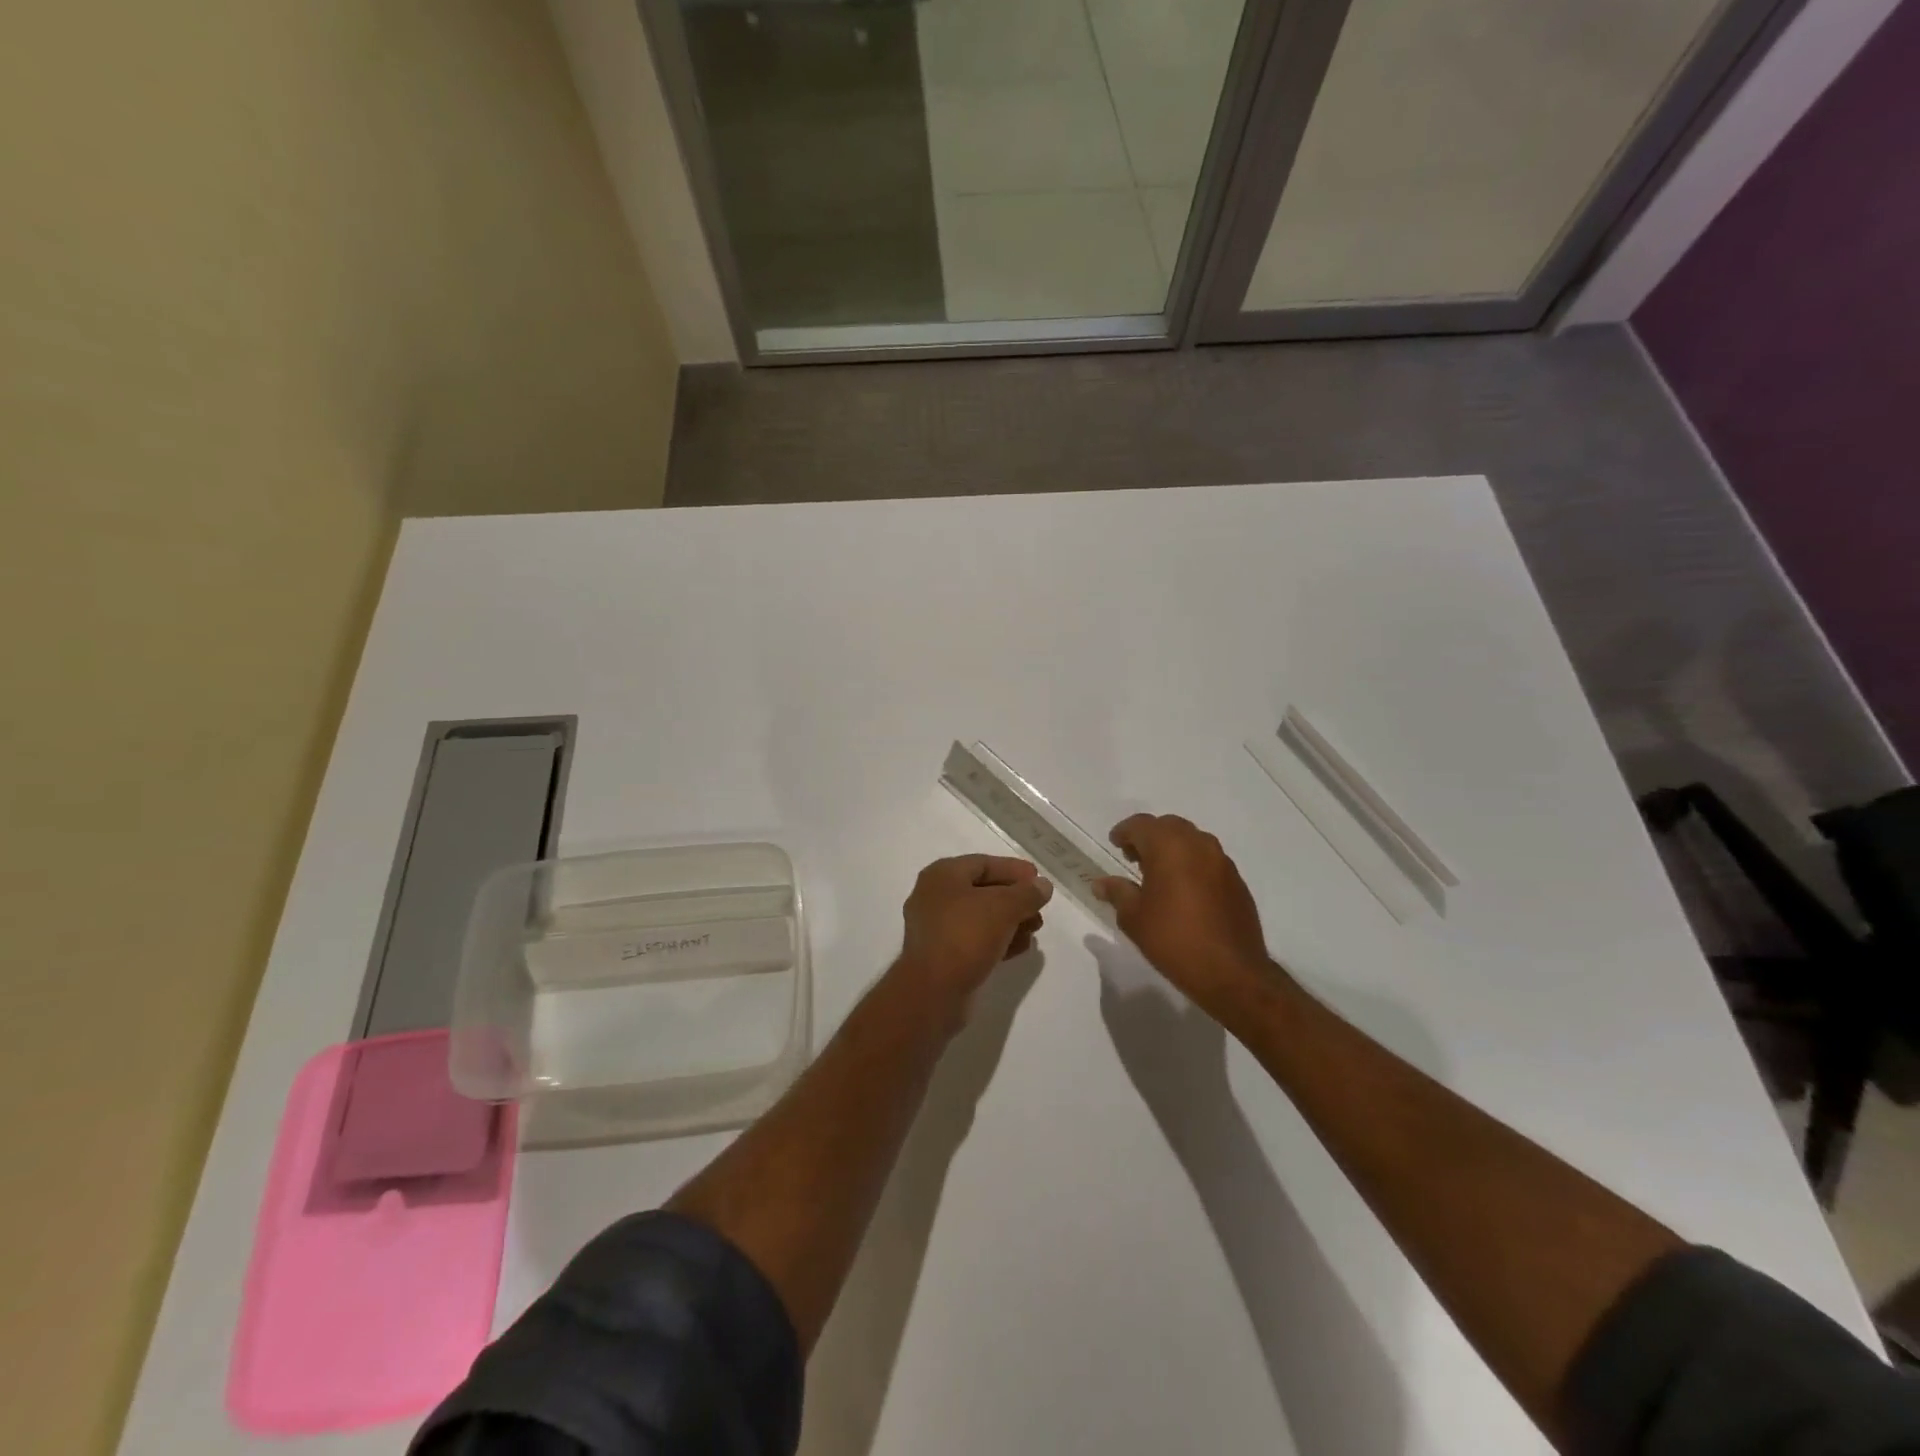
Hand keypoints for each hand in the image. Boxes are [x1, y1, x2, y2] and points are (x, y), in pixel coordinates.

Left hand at [897, 854, 1052, 1008]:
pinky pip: (974, 939)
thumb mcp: (1003, 908)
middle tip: (1040, 908)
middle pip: (982, 890)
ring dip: (1010, 921)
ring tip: (1035, 929)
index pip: (983, 863)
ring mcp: (936, 928)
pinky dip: (998, 940)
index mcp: (942, 876)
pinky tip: (1021, 947)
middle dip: (1014, 899)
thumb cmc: (965, 936)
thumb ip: (1027, 893)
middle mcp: (934, 897)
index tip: (1038, 879)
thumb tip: (1043, 885)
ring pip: (980, 917)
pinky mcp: (941, 955)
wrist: (932, 992)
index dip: (1013, 869)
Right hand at [1092, 814, 1275, 1015]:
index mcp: (1169, 847)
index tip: (1115, 844)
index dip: (1124, 832)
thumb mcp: (1134, 918)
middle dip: (1149, 836)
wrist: (1232, 972)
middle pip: (1169, 826)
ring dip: (1173, 848)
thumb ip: (1117, 892)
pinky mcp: (1237, 881)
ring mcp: (1222, 862)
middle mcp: (1198, 845)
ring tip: (1159, 874)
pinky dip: (1192, 864)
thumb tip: (1101, 882)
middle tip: (1134, 858)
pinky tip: (1184, 891)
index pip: (1141, 824)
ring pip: (1192, 840)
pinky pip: (1209, 860)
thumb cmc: (1174, 940)